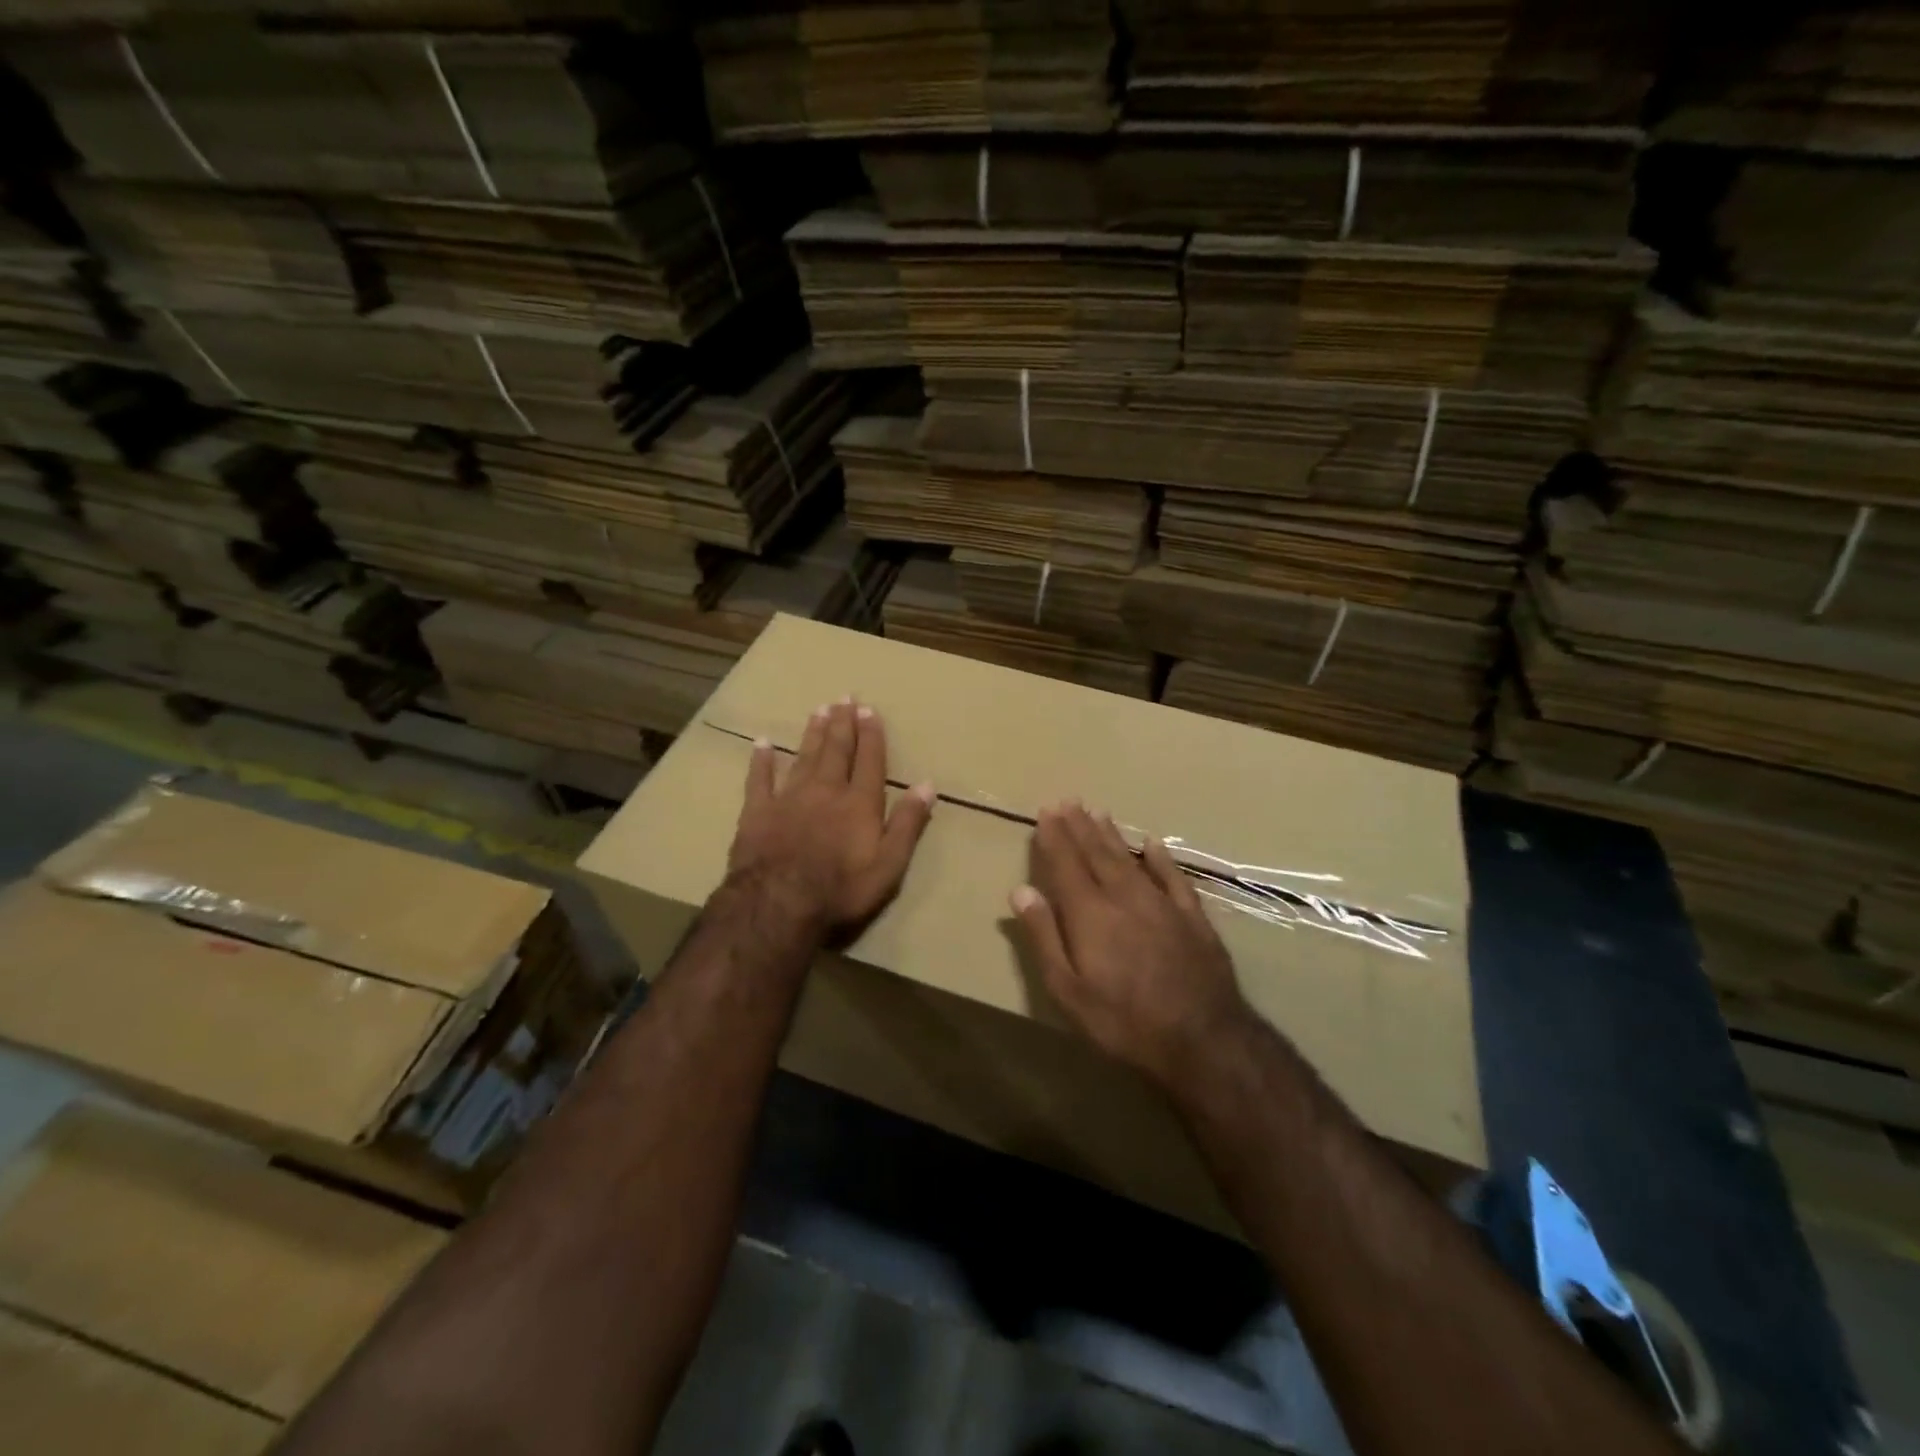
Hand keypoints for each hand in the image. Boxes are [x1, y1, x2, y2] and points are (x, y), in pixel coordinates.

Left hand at [728, 699, 935, 932]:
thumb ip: (908, 823)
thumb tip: (927, 784)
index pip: (870, 761)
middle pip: (836, 750)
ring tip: (818, 710)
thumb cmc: (841, 889)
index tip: (870, 710)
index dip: (871, 735)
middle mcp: (826, 790)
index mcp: (859, 803)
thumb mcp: (889, 864)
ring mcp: (789, 798)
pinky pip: (759, 779)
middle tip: (844, 698)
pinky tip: (761, 743)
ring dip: (812, 733)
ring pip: (804, 756)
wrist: (778, 903)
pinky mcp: (757, 811)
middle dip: (842, 724)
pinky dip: (761, 760)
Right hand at [1011, 803, 1252, 1089]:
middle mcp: (1123, 897)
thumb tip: (1021, 890)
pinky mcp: (1192, 917)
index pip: (1066, 864)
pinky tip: (1153, 843)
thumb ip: (1044, 936)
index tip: (1046, 812)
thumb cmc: (1123, 1020)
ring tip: (1098, 812)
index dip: (1054, 837)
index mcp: (1089, 913)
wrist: (1203, 1039)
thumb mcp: (1068, 990)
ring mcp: (1161, 903)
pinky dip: (1160, 858)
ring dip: (1111, 835)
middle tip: (1068, 801)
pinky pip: (1173, 876)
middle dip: (1079, 827)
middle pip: (1096, 854)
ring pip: (1130, 858)